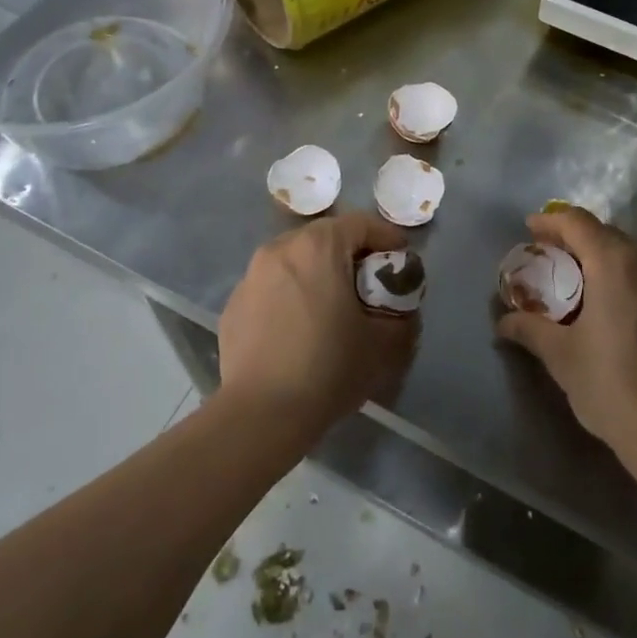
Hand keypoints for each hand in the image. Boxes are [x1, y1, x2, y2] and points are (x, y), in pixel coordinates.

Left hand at [218, 211, 420, 435]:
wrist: (262, 414)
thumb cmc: (329, 368)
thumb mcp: (385, 343)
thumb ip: (403, 314)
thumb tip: (401, 306)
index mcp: (318, 247)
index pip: (360, 223)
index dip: (387, 238)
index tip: (401, 262)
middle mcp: (280, 249)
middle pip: (325, 238)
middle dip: (352, 255)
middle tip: (370, 286)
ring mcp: (250, 277)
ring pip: (295, 261)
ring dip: (318, 274)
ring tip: (332, 308)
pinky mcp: (233, 306)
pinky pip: (271, 288)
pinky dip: (290, 296)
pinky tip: (298, 330)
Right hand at [495, 207, 636, 460]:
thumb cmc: (611, 384)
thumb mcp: (560, 355)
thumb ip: (528, 328)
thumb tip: (503, 321)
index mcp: (615, 262)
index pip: (577, 222)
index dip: (550, 221)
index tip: (528, 230)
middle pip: (603, 232)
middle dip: (571, 238)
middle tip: (544, 255)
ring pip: (627, 249)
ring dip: (596, 254)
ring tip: (570, 276)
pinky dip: (618, 270)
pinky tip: (601, 297)